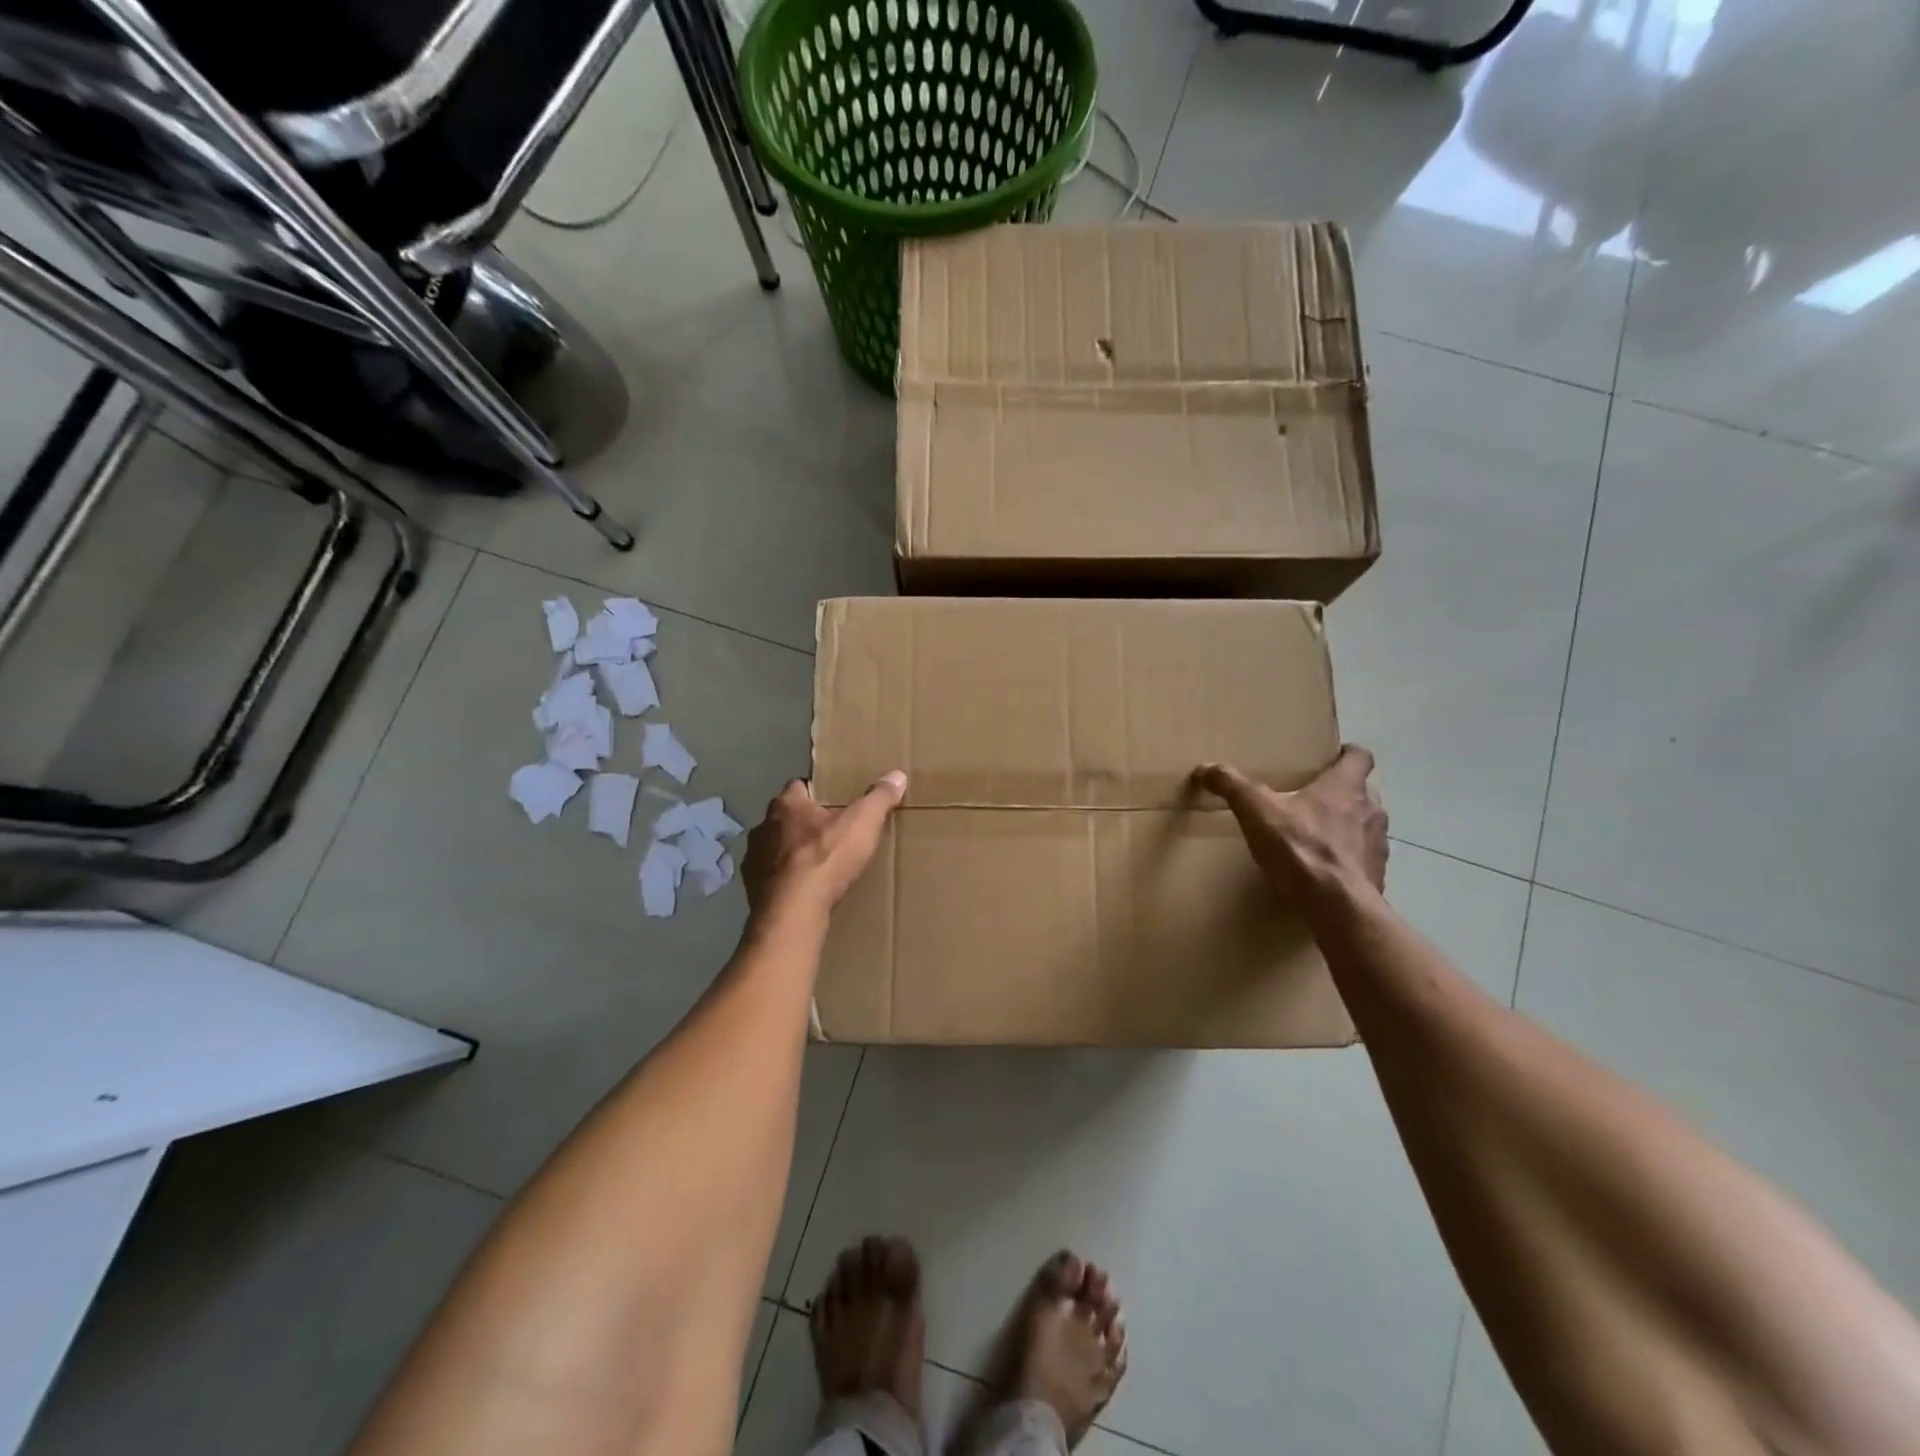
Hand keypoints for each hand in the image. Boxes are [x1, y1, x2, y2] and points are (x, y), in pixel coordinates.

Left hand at [743, 772, 907, 920]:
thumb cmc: (825, 859)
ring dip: (791, 853)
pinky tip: (801, 890)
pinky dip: (784, 880)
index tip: (834, 800)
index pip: (798, 786)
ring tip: (816, 864)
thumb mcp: (862, 824)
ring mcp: (753, 858)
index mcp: (787, 804)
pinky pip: (770, 877)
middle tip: (830, 833)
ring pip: (775, 848)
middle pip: (785, 818)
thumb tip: (897, 775)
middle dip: (804, 823)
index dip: (816, 791)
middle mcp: (764, 826)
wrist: (792, 912)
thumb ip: (879, 798)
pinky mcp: (752, 887)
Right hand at [1196, 746, 1386, 902]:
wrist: (1337, 905)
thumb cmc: (1300, 848)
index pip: (1360, 756)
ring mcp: (1378, 844)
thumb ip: (1232, 786)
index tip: (1330, 758)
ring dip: (1348, 824)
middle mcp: (1370, 809)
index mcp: (1344, 786)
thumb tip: (1204, 768)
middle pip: (1365, 789)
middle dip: (1344, 790)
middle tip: (1314, 796)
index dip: (1346, 754)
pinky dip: (1348, 858)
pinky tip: (1325, 869)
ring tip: (1318, 834)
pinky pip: (1364, 858)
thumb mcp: (1256, 812)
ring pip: (1367, 823)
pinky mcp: (1377, 874)